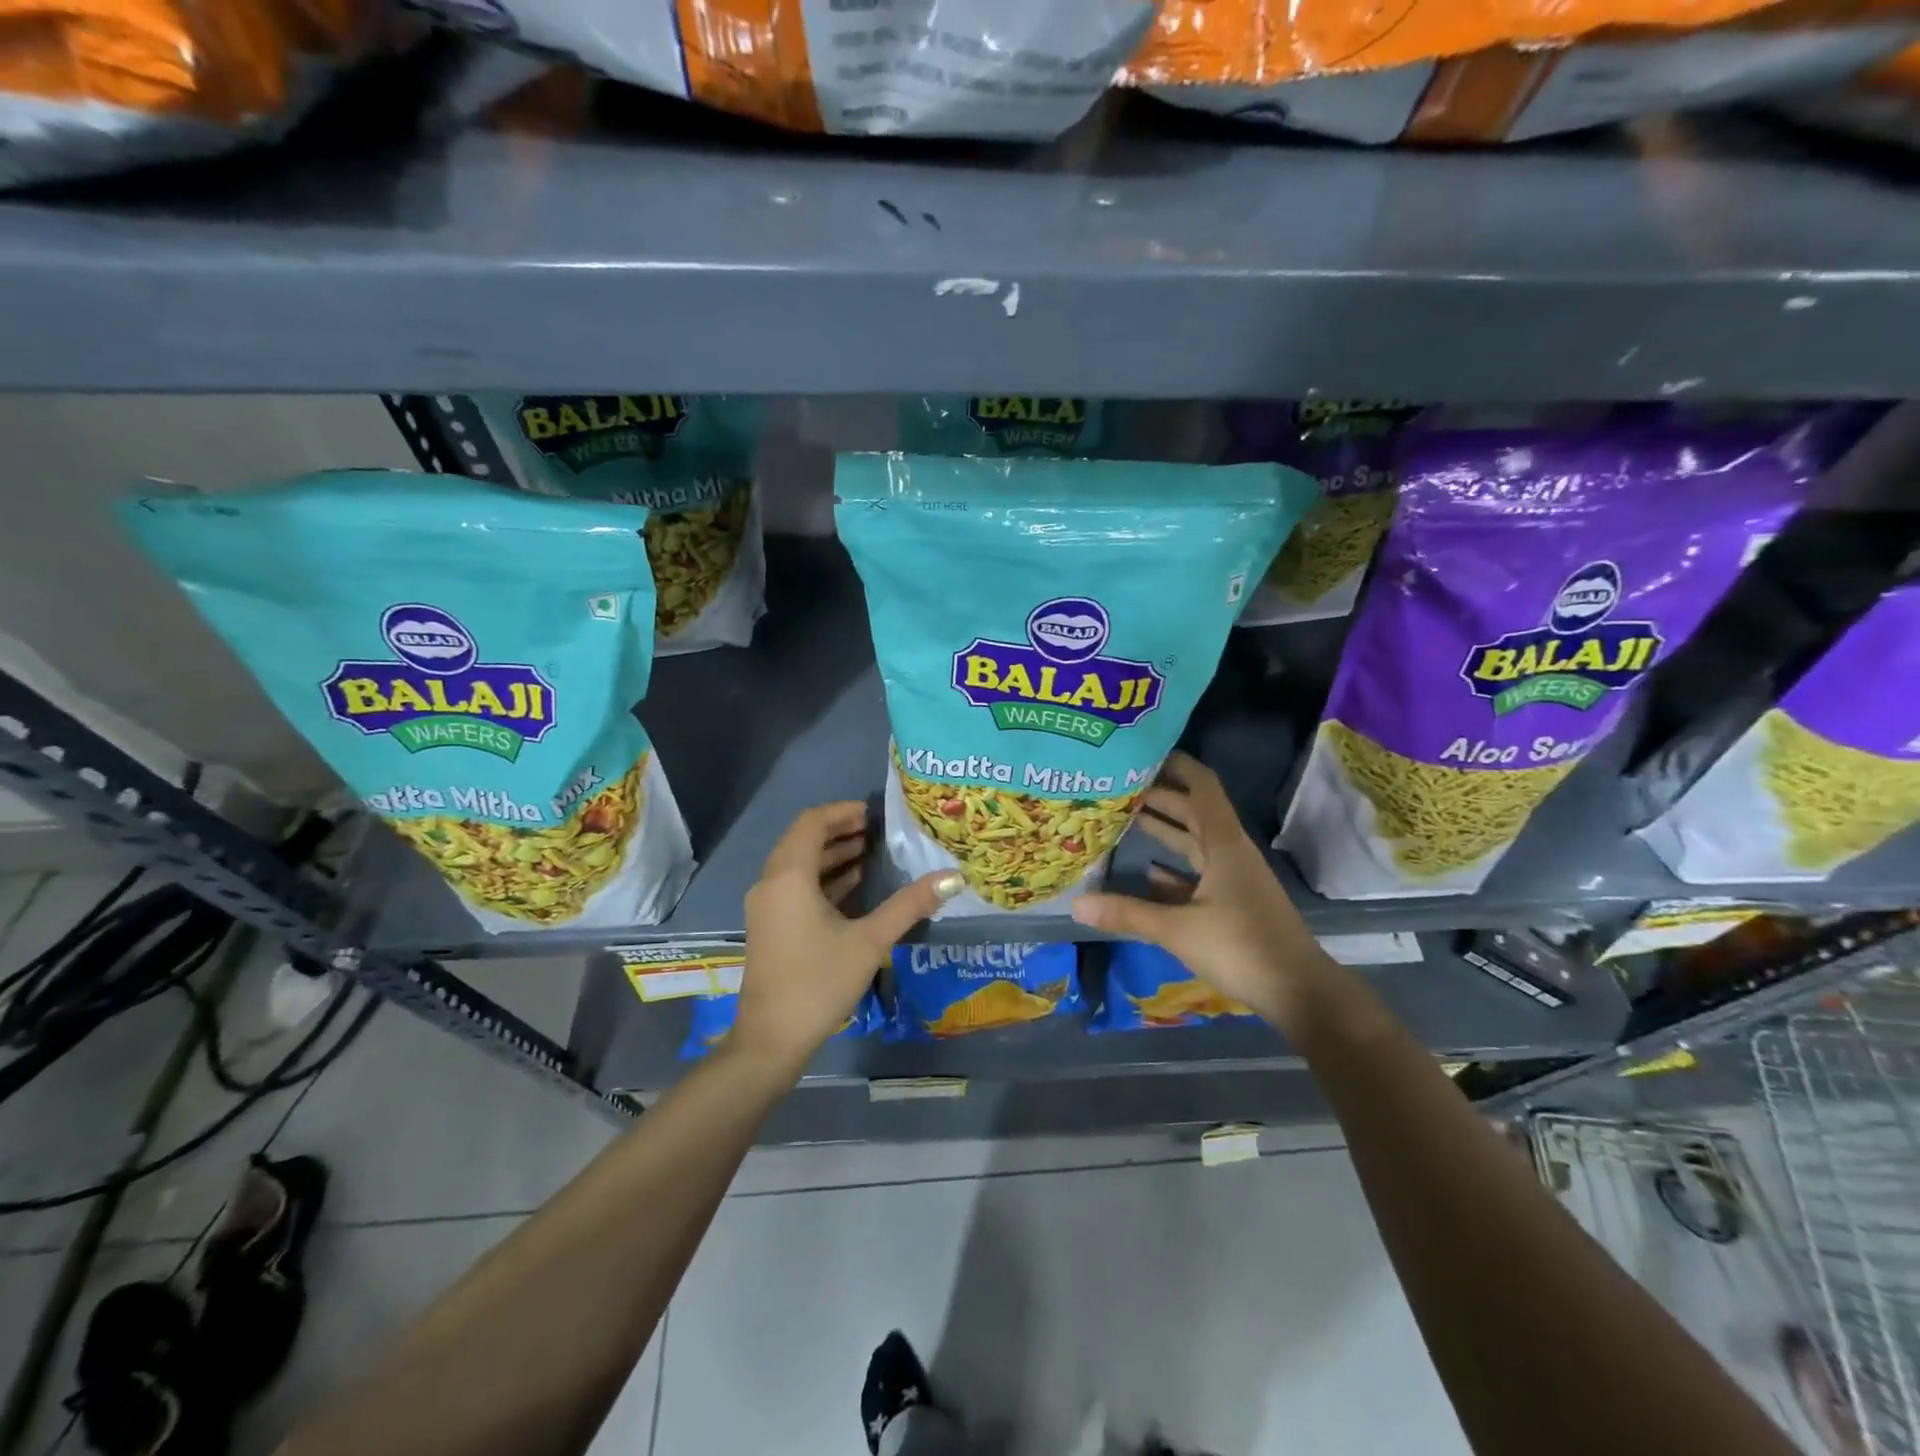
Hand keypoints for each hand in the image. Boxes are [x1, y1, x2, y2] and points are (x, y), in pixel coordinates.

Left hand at [733, 802, 962, 1072]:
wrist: (771, 1040)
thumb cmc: (819, 982)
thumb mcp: (870, 941)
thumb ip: (910, 905)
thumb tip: (953, 877)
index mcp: (789, 876)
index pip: (812, 822)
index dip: (843, 812)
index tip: (876, 814)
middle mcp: (771, 883)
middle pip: (804, 840)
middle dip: (840, 831)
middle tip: (879, 832)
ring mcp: (767, 906)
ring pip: (799, 864)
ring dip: (832, 855)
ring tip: (872, 855)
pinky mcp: (770, 926)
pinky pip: (795, 886)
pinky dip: (823, 879)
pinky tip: (855, 888)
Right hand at [1071, 752, 1329, 1033]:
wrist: (1299, 992)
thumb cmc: (1241, 947)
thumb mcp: (1178, 929)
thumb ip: (1127, 913)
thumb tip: (1076, 904)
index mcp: (1224, 844)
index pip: (1202, 787)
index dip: (1178, 765)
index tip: (1145, 751)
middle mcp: (1230, 852)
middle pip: (1193, 812)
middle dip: (1159, 797)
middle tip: (1118, 787)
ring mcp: (1233, 878)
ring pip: (1194, 843)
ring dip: (1165, 830)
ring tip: (1125, 819)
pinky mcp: (1233, 902)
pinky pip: (1198, 873)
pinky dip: (1174, 869)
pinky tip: (1148, 873)